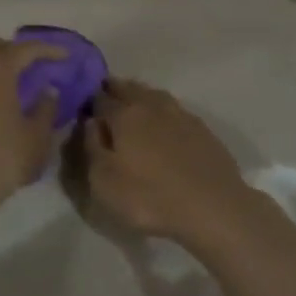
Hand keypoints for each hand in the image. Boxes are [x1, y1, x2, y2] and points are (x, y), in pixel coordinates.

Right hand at [76, 79, 258, 244]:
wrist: (214, 207)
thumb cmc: (150, 197)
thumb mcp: (105, 181)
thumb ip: (92, 147)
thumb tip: (90, 122)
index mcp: (124, 115)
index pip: (100, 99)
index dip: (89, 100)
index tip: (82, 103)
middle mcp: (151, 106)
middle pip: (128, 89)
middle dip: (114, 89)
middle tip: (104, 95)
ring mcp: (180, 114)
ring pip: (153, 94)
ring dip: (138, 95)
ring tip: (131, 102)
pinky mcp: (201, 128)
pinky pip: (173, 109)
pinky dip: (161, 109)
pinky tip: (162, 120)